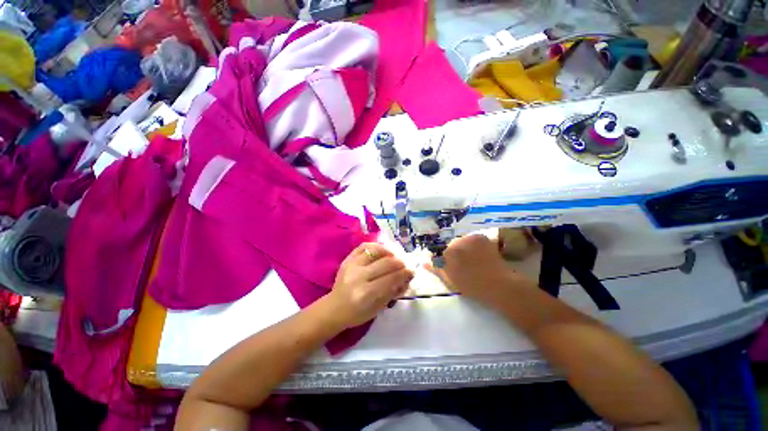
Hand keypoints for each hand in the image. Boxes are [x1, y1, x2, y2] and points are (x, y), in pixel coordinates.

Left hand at [325, 243, 412, 327]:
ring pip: (376, 251)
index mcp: (366, 293)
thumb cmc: (357, 313)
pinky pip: (364, 246)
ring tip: (394, 257)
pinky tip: (382, 251)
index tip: (411, 272)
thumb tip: (407, 279)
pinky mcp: (347, 259)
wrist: (334, 308)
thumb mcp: (378, 309)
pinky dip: (376, 246)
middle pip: (386, 264)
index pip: (391, 279)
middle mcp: (359, 276)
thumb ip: (393, 292)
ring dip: (389, 252)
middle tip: (405, 265)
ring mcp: (352, 265)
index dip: (404, 274)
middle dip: (400, 263)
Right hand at [428, 235, 529, 304]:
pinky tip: (482, 254)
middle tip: (467, 264)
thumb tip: (423, 262)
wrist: (498, 285)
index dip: (450, 261)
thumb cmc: (472, 286)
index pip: (443, 253)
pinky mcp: (481, 237)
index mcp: (447, 253)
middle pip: (452, 245)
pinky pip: (473, 239)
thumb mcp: (450, 280)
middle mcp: (456, 242)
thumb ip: (435, 270)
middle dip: (457, 252)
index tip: (457, 268)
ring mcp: (469, 238)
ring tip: (476, 260)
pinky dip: (475, 244)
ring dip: (466, 247)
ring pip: (463, 241)